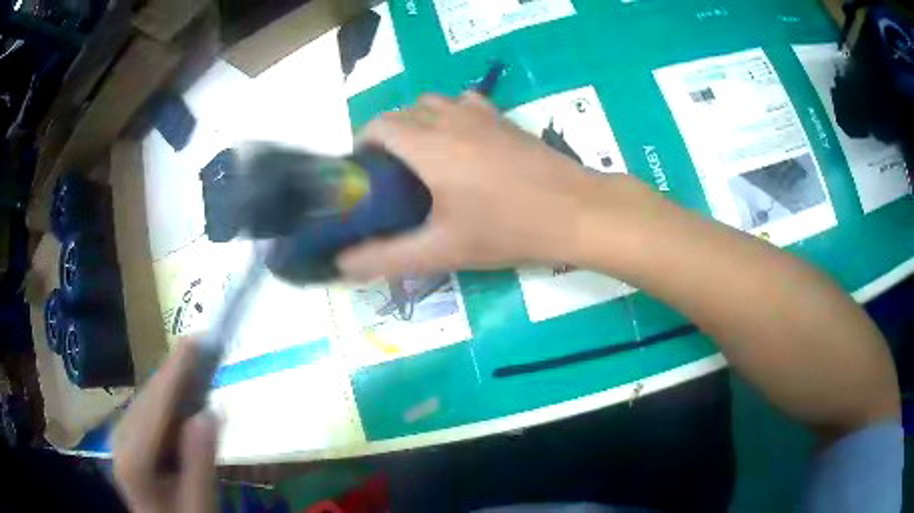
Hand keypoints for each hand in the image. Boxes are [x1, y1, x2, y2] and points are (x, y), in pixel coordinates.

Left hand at [113, 341, 219, 512]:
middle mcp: (119, 439)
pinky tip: (181, 391)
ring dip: (171, 381)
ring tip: (197, 362)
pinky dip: (167, 397)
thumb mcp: (198, 505)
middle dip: (174, 371)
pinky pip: (148, 409)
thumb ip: (200, 465)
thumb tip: (209, 414)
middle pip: (149, 397)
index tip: (196, 339)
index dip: (176, 372)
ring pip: (147, 399)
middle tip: (203, 344)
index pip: (156, 408)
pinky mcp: (127, 437)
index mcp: (133, 460)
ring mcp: (120, 436)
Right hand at [338, 92, 635, 278]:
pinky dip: (450, 117)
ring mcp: (481, 114)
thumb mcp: (443, 249)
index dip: (363, 146)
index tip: (364, 175)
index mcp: (428, 144)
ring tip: (423, 160)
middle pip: (403, 113)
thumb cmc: (508, 228)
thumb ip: (387, 257)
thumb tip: (343, 264)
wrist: (576, 211)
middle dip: (387, 137)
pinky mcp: (504, 119)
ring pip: (433, 104)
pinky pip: (464, 105)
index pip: (378, 126)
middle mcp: (450, 118)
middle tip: (391, 177)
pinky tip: (462, 146)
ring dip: (418, 124)